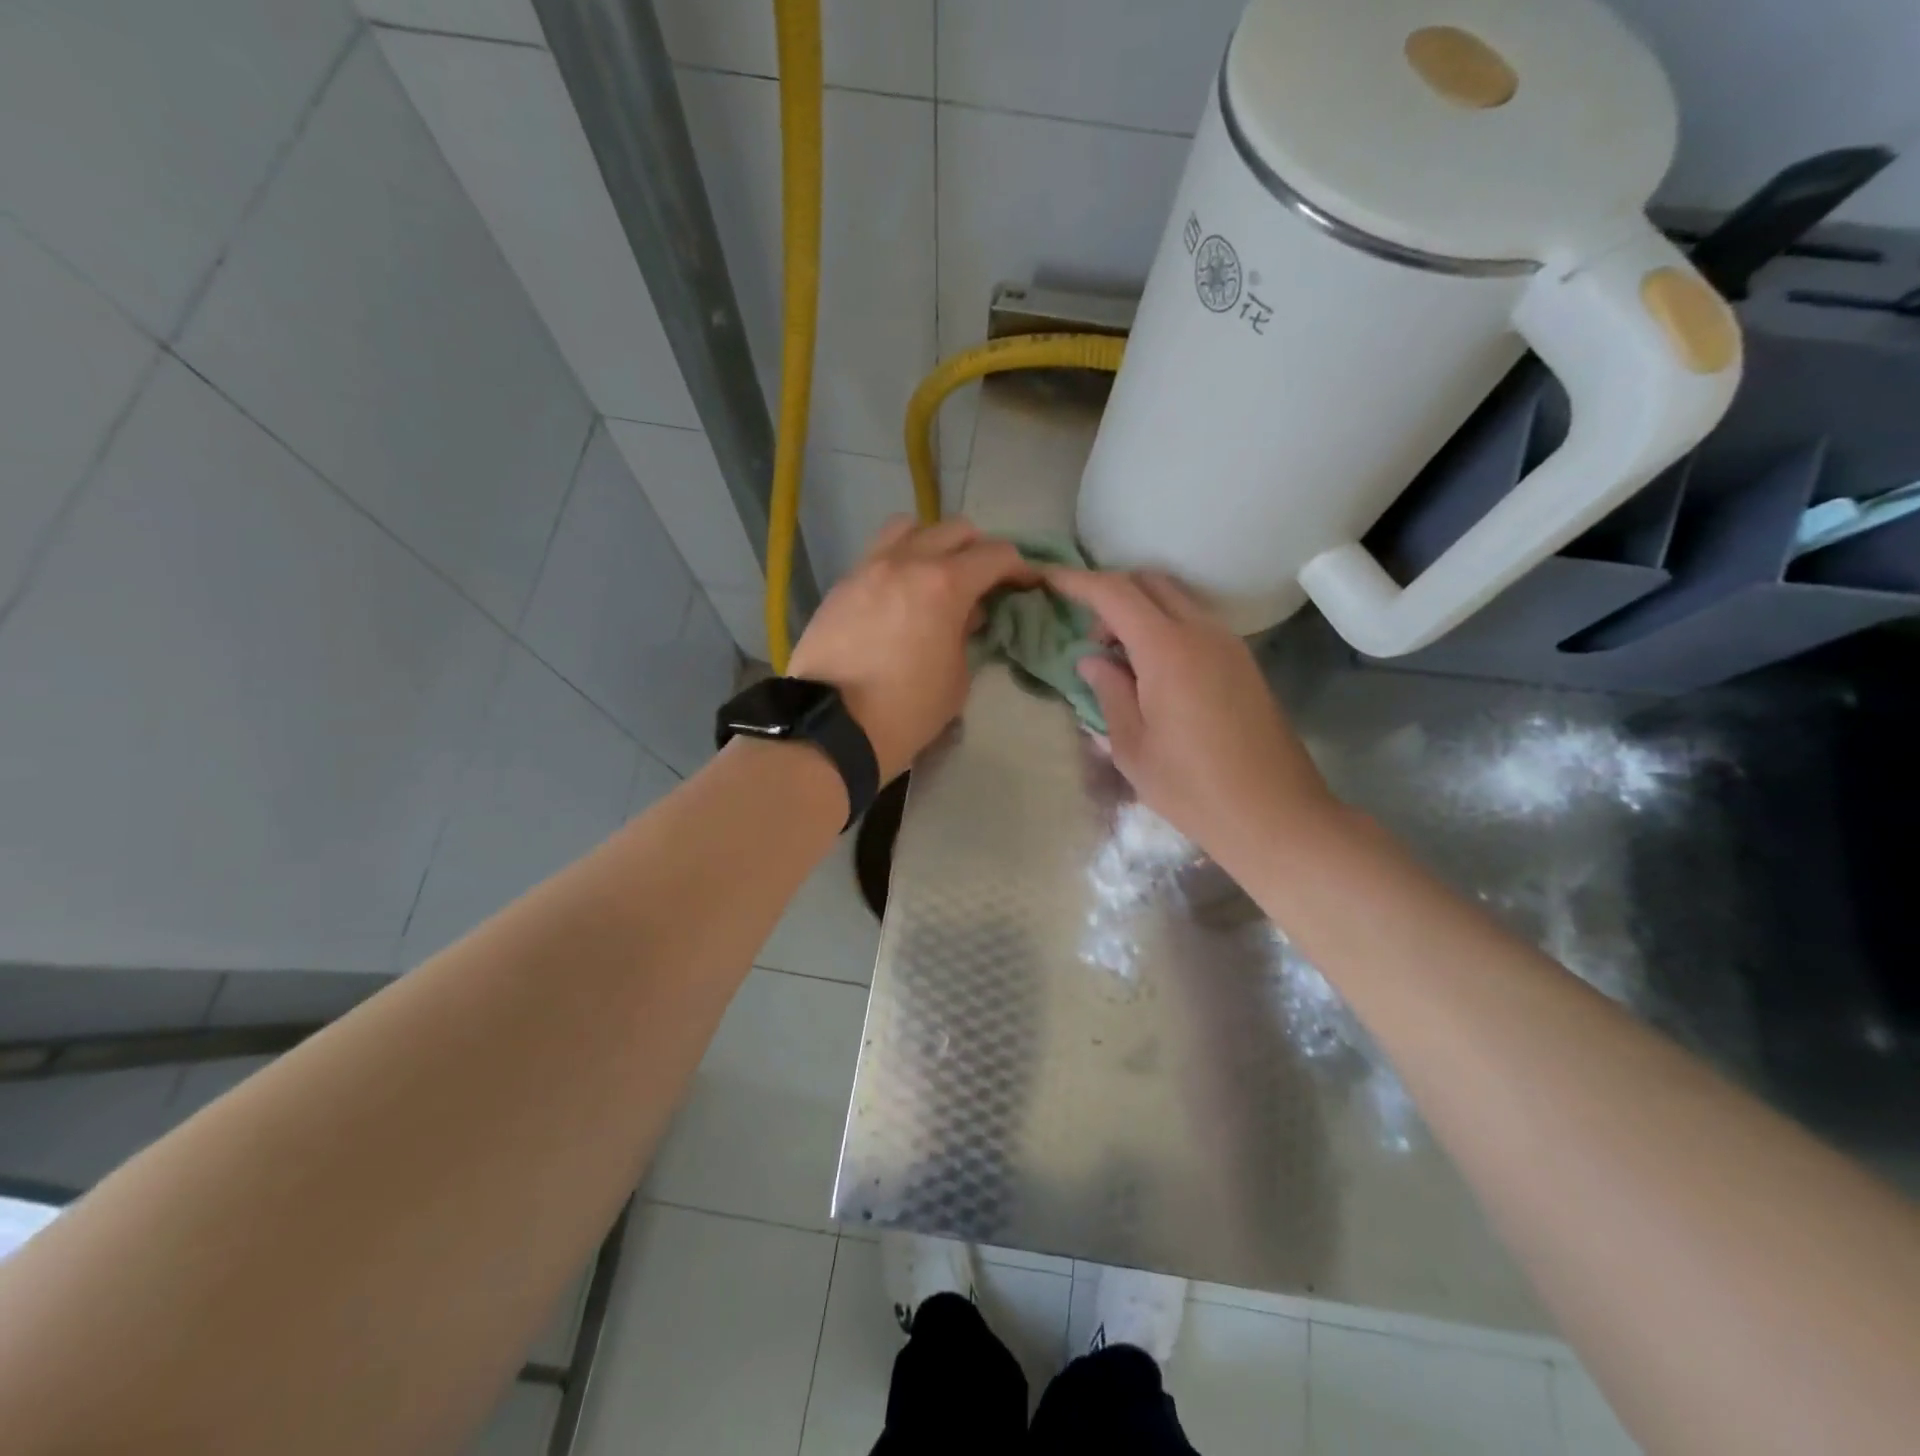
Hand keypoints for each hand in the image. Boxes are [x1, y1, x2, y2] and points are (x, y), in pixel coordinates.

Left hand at [788, 516, 1034, 781]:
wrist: (832, 727)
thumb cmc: (906, 711)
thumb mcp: (956, 679)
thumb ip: (966, 635)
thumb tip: (966, 614)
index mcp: (944, 584)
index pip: (995, 555)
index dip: (1019, 567)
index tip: (1026, 583)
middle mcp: (906, 562)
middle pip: (955, 529)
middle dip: (979, 550)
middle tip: (984, 581)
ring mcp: (868, 568)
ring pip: (910, 527)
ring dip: (933, 542)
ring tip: (936, 574)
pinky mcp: (842, 584)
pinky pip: (878, 553)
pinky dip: (899, 561)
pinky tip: (900, 594)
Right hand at [1047, 568, 1341, 869]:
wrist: (1275, 815)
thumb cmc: (1192, 788)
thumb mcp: (1132, 747)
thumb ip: (1109, 692)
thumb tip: (1092, 660)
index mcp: (1168, 650)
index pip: (1115, 594)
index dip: (1077, 582)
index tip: (1048, 580)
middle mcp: (1202, 633)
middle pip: (1150, 583)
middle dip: (1112, 594)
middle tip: (1092, 640)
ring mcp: (1229, 645)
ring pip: (1176, 601)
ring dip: (1141, 613)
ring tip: (1121, 662)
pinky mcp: (1244, 663)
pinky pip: (1196, 624)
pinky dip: (1166, 629)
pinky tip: (1154, 675)